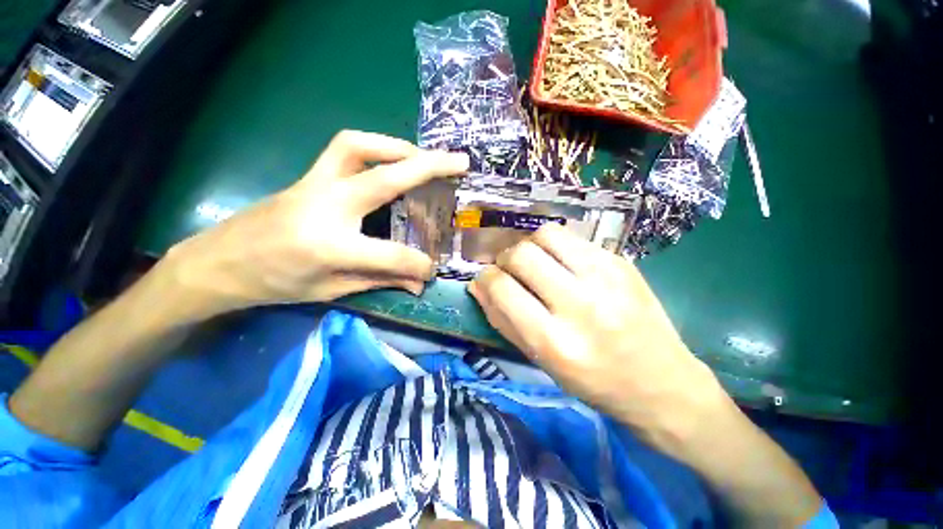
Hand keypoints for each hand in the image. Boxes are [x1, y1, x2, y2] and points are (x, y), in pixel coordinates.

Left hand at [165, 130, 468, 318]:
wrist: (219, 262)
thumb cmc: (275, 283)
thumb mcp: (331, 291)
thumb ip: (381, 280)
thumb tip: (419, 283)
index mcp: (330, 247)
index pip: (391, 254)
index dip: (417, 265)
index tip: (430, 269)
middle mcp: (325, 206)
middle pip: (386, 178)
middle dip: (429, 167)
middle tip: (459, 162)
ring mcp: (314, 184)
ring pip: (359, 146)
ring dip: (398, 147)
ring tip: (423, 157)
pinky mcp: (309, 175)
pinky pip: (345, 149)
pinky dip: (375, 147)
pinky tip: (391, 159)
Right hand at [469, 223, 725, 451]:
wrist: (662, 383)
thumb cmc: (594, 381)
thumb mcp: (541, 362)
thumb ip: (503, 321)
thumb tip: (478, 287)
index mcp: (555, 341)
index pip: (502, 289)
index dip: (484, 279)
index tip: (485, 280)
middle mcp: (580, 305)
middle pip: (522, 255)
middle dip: (505, 259)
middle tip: (511, 271)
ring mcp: (606, 278)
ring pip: (547, 234)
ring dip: (530, 245)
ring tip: (535, 262)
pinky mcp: (622, 263)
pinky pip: (573, 239)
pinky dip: (556, 247)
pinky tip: (562, 263)